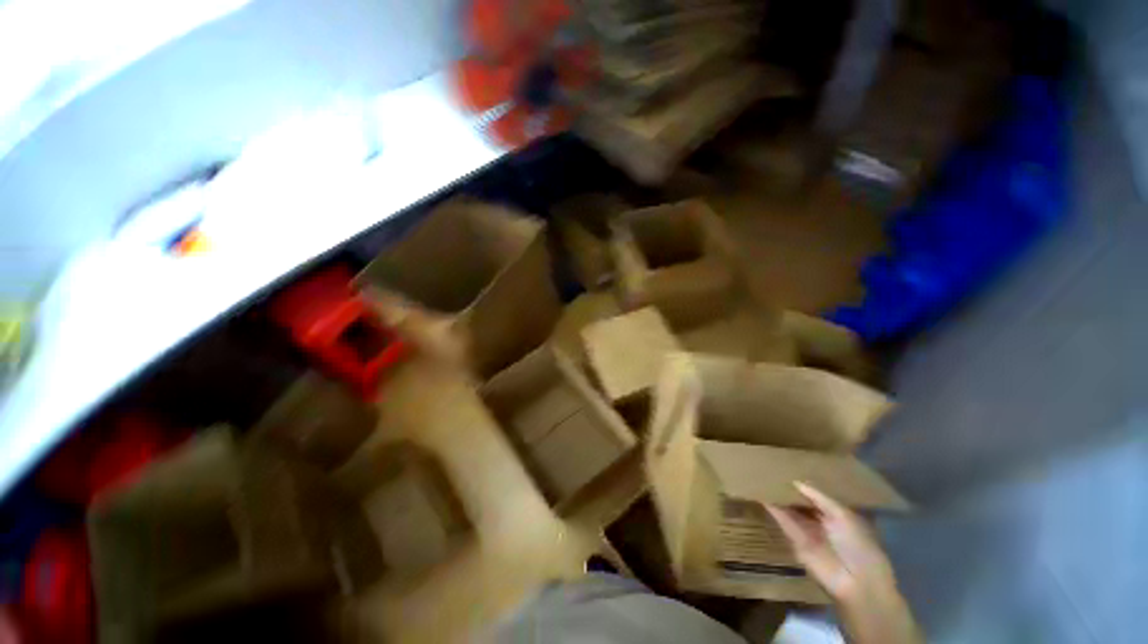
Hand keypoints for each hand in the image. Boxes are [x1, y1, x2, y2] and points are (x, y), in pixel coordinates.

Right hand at [768, 483, 922, 643]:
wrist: (855, 581)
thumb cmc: (858, 544)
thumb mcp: (842, 515)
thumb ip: (819, 497)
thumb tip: (797, 481)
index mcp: (839, 515)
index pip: (819, 496)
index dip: (807, 483)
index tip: (792, 466)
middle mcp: (822, 522)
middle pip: (803, 502)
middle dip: (791, 489)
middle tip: (774, 468)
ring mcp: (808, 531)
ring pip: (791, 510)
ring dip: (780, 497)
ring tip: (764, 478)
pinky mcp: (795, 541)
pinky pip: (783, 521)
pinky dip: (773, 509)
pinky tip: (763, 495)